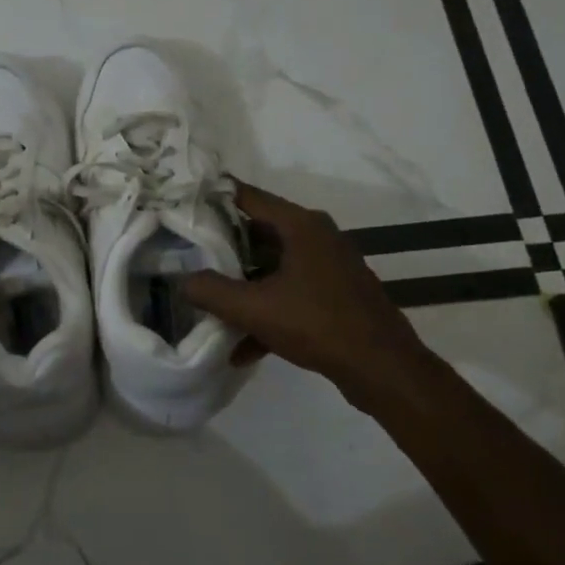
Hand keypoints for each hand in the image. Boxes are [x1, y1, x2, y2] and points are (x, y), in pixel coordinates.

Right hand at [182, 182, 436, 416]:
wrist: (382, 368)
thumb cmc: (317, 324)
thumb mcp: (253, 308)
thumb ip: (211, 291)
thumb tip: (183, 281)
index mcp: (301, 226)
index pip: (248, 197)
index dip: (213, 198)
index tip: (182, 205)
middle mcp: (318, 236)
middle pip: (258, 232)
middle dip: (223, 248)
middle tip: (187, 255)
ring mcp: (330, 266)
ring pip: (274, 266)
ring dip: (244, 286)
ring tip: (210, 303)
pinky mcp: (336, 294)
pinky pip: (291, 293)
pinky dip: (268, 312)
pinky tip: (242, 348)